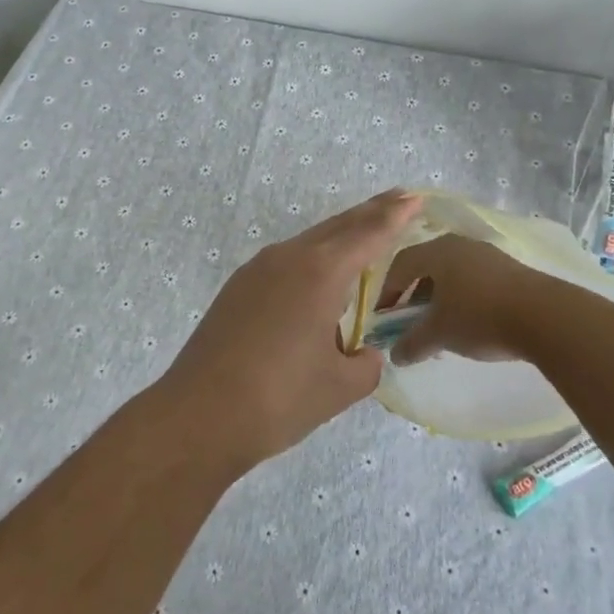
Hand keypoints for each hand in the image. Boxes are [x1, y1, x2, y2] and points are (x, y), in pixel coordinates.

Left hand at [158, 189, 422, 470]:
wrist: (199, 415)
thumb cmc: (279, 399)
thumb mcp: (339, 387)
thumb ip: (365, 364)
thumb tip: (364, 353)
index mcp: (320, 273)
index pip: (368, 235)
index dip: (395, 216)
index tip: (415, 197)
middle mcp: (288, 258)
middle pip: (338, 226)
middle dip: (370, 213)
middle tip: (399, 199)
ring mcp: (257, 269)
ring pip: (309, 240)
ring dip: (339, 233)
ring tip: (364, 231)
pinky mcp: (238, 287)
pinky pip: (286, 259)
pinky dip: (312, 255)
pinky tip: (317, 274)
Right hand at [382, 233, 543, 365]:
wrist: (545, 316)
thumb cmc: (480, 317)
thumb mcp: (439, 334)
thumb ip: (412, 343)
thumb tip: (395, 355)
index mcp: (436, 251)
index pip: (400, 265)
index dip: (387, 291)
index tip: (384, 317)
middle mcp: (459, 244)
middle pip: (427, 266)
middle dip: (414, 295)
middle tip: (410, 321)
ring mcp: (487, 254)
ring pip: (452, 273)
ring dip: (440, 298)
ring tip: (441, 326)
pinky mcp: (510, 269)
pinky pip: (474, 279)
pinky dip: (463, 298)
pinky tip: (470, 323)